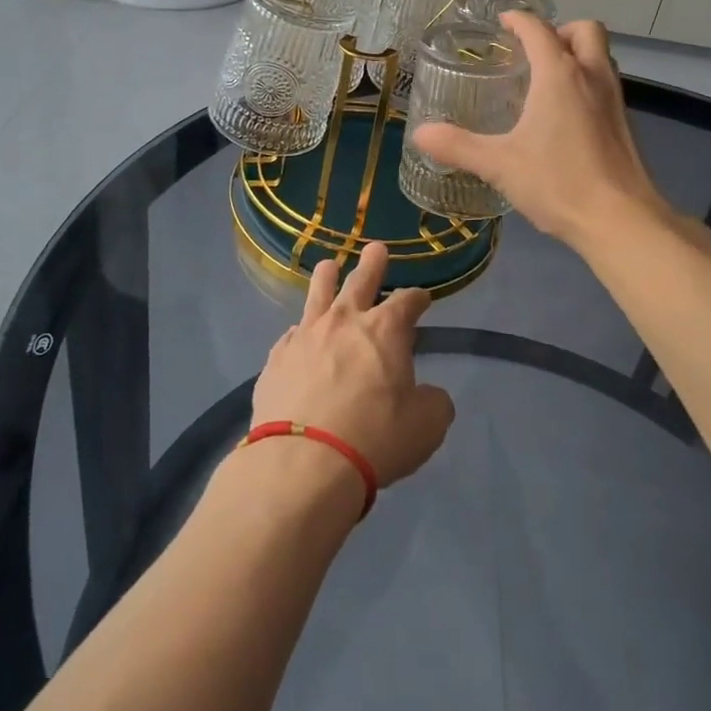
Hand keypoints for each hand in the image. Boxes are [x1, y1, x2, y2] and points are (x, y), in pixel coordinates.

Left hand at [249, 241, 454, 488]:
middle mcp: (344, 322)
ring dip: (326, 278)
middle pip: (360, 281)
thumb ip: (433, 402)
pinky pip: (292, 335)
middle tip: (376, 248)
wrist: (304, 462)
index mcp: (385, 330)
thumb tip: (429, 395)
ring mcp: (306, 336)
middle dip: (373, 264)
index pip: (407, 301)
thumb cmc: (375, 438)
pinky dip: (301, 331)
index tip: (422, 298)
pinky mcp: (277, 359)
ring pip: (318, 294)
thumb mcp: (427, 425)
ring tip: (328, 266)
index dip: (418, 298)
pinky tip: (299, 334)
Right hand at [411, 13, 669, 249]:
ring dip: (577, 54)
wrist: (620, 220)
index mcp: (559, 75)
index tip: (502, 22)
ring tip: (546, 79)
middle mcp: (592, 76)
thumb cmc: (558, 182)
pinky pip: (605, 84)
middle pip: (584, 30)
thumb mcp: (499, 164)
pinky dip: (586, 82)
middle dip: (559, 30)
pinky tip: (565, 115)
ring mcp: (614, 99)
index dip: (518, 20)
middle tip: (532, 51)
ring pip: (600, 56)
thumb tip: (419, 134)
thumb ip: (458, 146)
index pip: (538, 30)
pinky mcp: (624, 124)